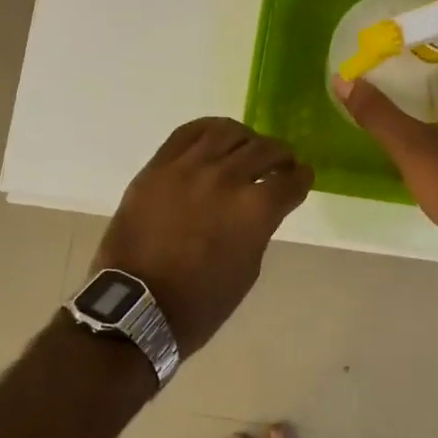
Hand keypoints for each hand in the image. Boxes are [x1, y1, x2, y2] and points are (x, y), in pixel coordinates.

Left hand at [93, 118, 312, 352]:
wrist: (136, 307)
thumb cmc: (200, 302)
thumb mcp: (248, 268)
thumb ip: (260, 227)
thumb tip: (262, 204)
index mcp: (255, 210)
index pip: (290, 180)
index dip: (301, 178)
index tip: (301, 177)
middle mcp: (226, 178)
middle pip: (264, 149)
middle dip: (280, 156)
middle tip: (281, 164)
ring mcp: (189, 167)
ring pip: (229, 132)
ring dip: (247, 139)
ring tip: (248, 148)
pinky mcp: (159, 165)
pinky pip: (188, 132)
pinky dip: (210, 129)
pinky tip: (217, 138)